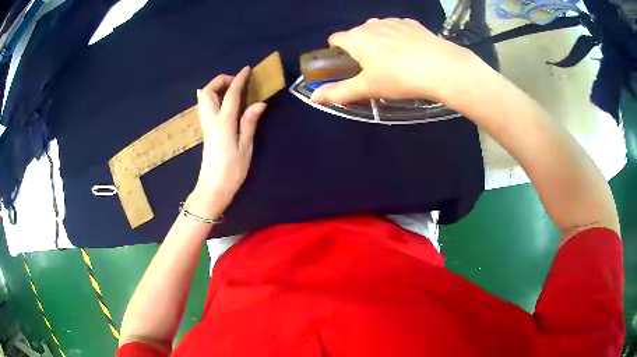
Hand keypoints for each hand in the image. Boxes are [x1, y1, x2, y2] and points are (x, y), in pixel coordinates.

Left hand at [188, 67, 265, 218]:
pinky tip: (223, 102)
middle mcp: (211, 120)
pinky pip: (205, 107)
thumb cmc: (232, 171)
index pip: (231, 94)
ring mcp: (205, 126)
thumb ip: (249, 123)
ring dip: (215, 88)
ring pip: (203, 98)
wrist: (212, 189)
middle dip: (220, 80)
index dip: (239, 79)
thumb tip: (259, 103)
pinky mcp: (205, 132)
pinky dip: (212, 98)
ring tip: (231, 90)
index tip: (247, 69)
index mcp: (223, 122)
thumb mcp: (245, 147)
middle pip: (208, 91)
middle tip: (236, 82)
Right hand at [310, 18, 486, 104]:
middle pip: (357, 34)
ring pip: (377, 30)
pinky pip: (396, 28)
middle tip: (374, 69)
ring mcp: (392, 21)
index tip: (347, 66)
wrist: (441, 67)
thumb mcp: (368, 88)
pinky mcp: (410, 22)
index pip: (335, 39)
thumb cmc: (399, 78)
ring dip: (379, 42)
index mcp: (355, 38)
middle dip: (359, 48)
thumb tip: (314, 98)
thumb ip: (339, 91)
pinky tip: (410, 52)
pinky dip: (397, 38)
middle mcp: (370, 24)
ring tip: (395, 61)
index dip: (336, 53)